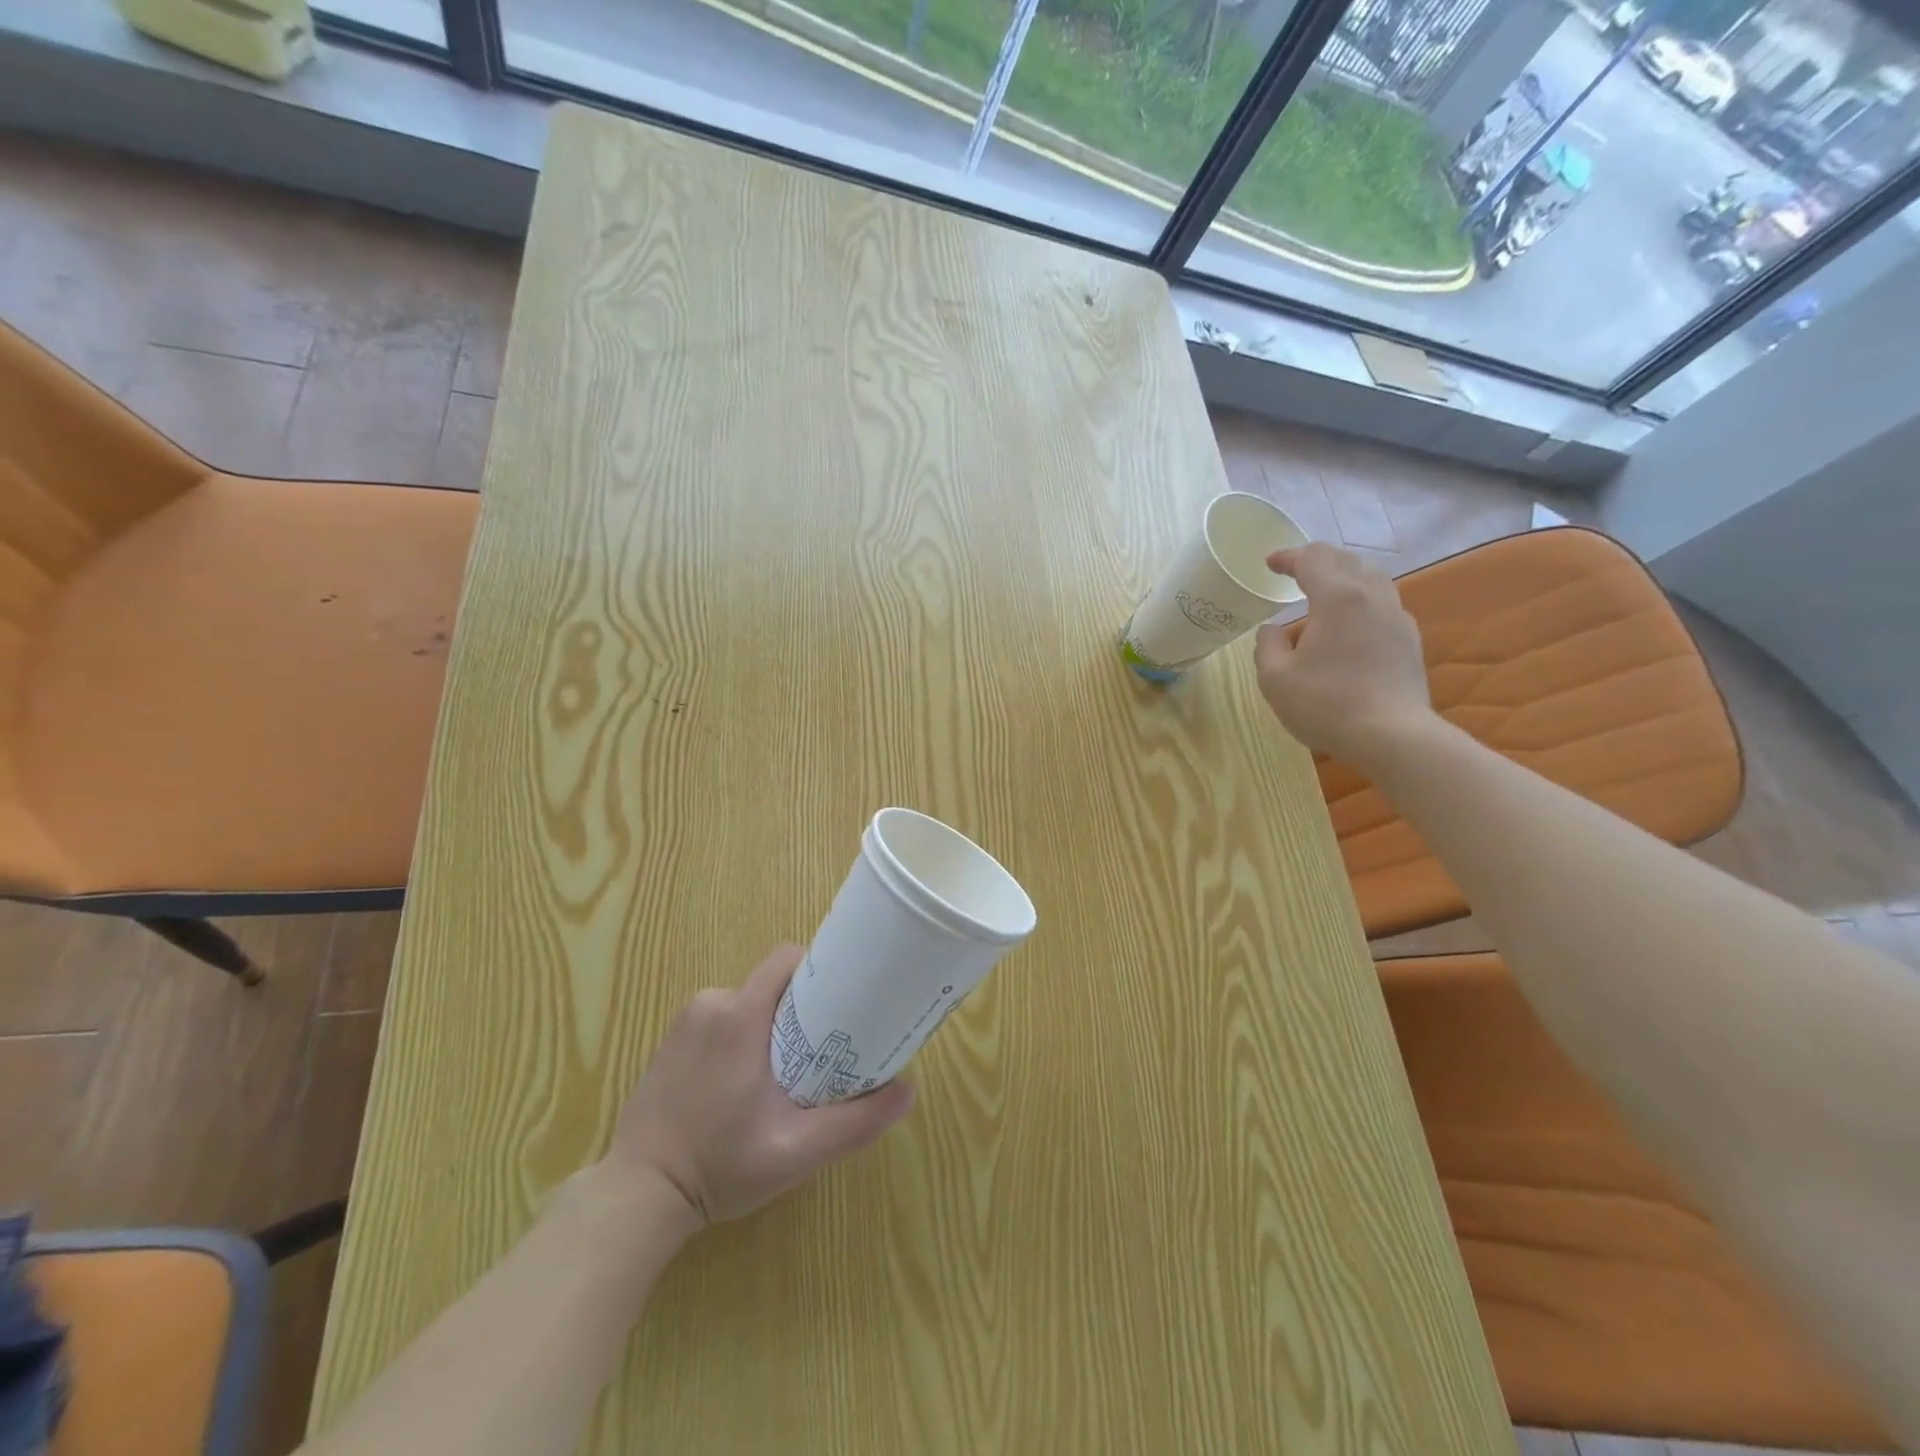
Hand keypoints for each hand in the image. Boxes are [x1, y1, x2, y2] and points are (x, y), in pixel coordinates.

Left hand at [602, 945, 913, 1228]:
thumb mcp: (795, 1151)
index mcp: (740, 1015)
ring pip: (746, 1002)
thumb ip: (853, 1123)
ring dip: (767, 1026)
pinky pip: (719, 1019)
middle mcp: (710, 1004)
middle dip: (798, 1009)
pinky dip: (739, 1037)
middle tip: (818, 1052)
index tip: (840, 1001)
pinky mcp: (669, 1040)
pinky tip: (741, 1083)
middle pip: (770, 984)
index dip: (818, 971)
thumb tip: (908, 1091)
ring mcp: (685, 1021)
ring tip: (781, 1076)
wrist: (636, 1196)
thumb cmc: (718, 1167)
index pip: (787, 961)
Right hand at [1253, 543, 1433, 766]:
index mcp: (1337, 598)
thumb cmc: (1325, 704)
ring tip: (1325, 587)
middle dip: (1318, 559)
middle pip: (1346, 561)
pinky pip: (1383, 602)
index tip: (1270, 562)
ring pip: (1371, 578)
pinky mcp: (1408, 640)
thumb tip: (1273, 630)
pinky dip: (1361, 597)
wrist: (1391, 736)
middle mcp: (1372, 597)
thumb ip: (1267, 645)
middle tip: (1295, 568)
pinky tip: (1352, 619)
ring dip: (1344, 575)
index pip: (1312, 560)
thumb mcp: (1275, 678)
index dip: (1288, 557)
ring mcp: (1396, 617)